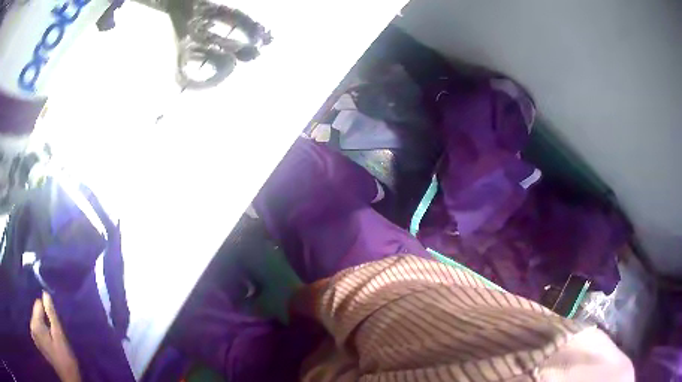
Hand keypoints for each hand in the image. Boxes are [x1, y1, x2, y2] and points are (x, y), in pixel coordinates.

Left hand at [30, 292, 80, 381]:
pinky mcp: (36, 341)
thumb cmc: (65, 357)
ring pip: (36, 320)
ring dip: (43, 326)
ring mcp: (33, 335)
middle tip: (54, 335)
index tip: (54, 325)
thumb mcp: (60, 335)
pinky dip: (42, 332)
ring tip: (52, 340)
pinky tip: (48, 343)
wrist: (69, 378)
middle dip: (45, 319)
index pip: (38, 304)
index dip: (47, 312)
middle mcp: (31, 326)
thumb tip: (45, 293)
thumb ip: (51, 313)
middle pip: (36, 312)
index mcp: (35, 324)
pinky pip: (36, 328)